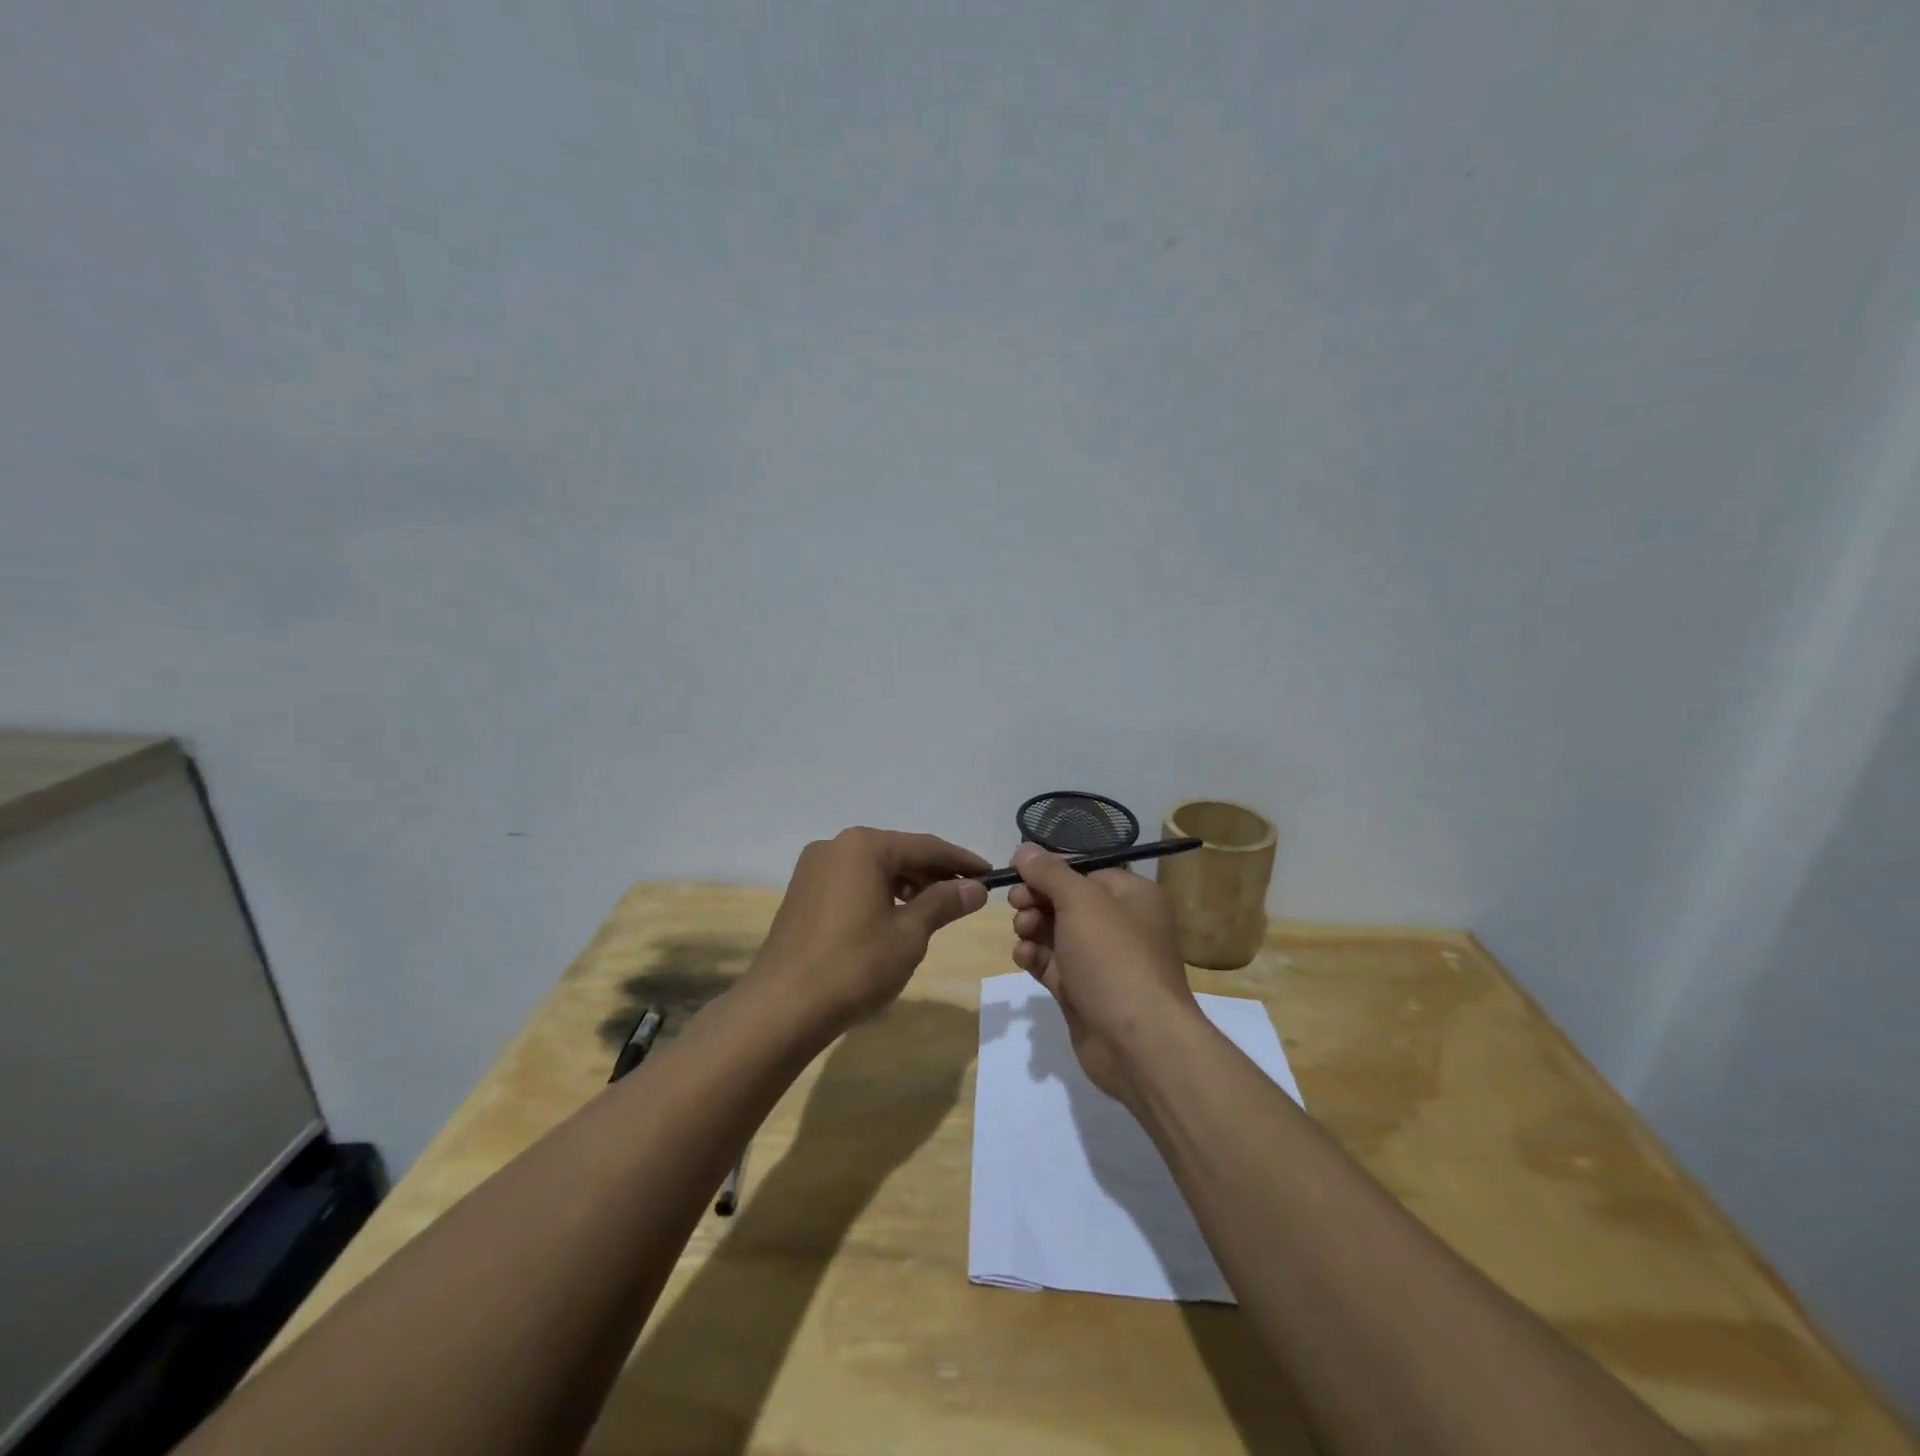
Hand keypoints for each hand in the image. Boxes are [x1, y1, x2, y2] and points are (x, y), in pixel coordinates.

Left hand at [746, 827, 989, 1027]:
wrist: (781, 1007)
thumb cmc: (854, 965)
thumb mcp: (909, 934)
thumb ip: (944, 902)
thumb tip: (975, 887)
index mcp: (863, 846)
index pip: (925, 846)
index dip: (961, 861)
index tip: (991, 874)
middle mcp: (836, 846)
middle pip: (898, 853)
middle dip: (934, 873)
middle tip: (968, 894)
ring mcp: (814, 869)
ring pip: (874, 868)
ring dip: (908, 884)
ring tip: (936, 909)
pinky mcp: (803, 893)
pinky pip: (853, 883)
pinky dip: (880, 894)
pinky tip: (896, 917)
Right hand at [1010, 844, 1200, 1102]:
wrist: (1137, 1041)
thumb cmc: (1114, 957)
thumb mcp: (1080, 901)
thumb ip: (1049, 872)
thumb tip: (1024, 849)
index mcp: (1132, 895)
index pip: (1084, 871)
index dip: (1050, 871)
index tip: (1019, 875)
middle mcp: (1120, 924)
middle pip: (1066, 901)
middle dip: (1037, 900)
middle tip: (1017, 905)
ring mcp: (1101, 961)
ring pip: (1055, 932)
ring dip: (1032, 927)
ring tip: (1023, 933)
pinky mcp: (1083, 991)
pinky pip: (1052, 964)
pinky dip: (1035, 957)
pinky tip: (1024, 958)